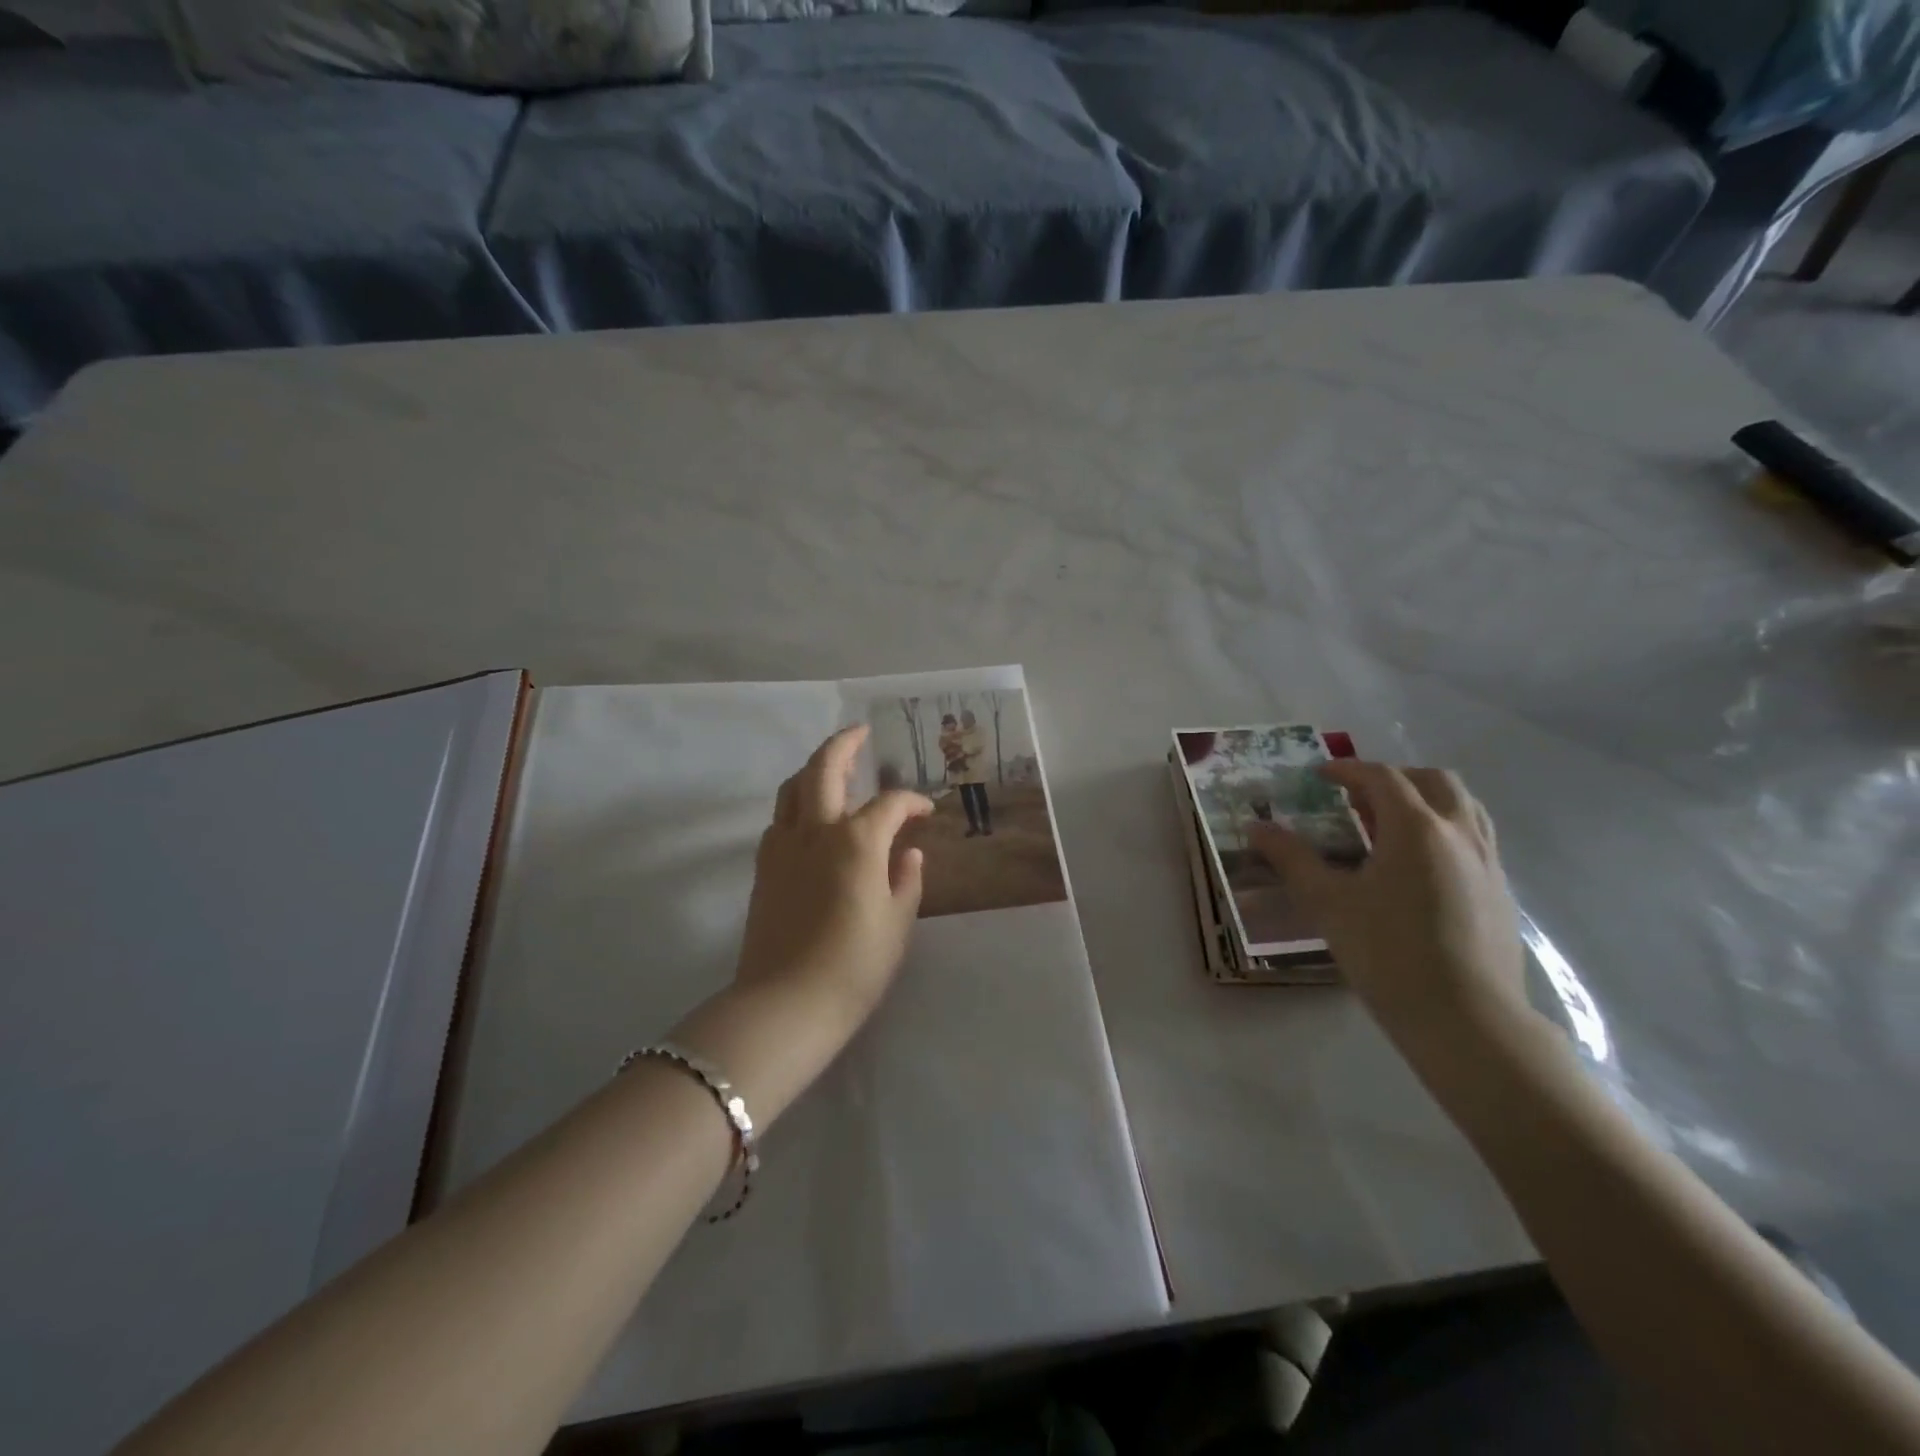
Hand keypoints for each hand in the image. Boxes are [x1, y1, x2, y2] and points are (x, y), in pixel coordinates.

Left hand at [735, 725, 931, 1027]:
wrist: (785, 1004)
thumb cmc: (854, 966)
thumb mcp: (897, 924)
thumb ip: (906, 880)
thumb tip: (907, 853)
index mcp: (856, 841)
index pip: (889, 804)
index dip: (911, 802)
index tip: (925, 811)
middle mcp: (816, 831)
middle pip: (824, 769)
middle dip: (844, 744)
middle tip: (860, 733)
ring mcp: (783, 846)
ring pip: (792, 788)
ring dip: (813, 770)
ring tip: (832, 769)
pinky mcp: (764, 867)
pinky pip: (780, 819)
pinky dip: (796, 805)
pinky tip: (810, 819)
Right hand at [1252, 763, 1530, 1056]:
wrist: (1467, 1020)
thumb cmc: (1387, 952)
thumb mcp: (1326, 903)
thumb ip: (1291, 858)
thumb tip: (1256, 827)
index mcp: (1416, 828)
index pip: (1382, 778)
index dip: (1348, 770)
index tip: (1320, 775)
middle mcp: (1459, 833)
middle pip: (1434, 781)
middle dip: (1394, 778)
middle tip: (1359, 796)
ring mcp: (1489, 863)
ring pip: (1464, 807)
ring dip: (1427, 800)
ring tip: (1392, 825)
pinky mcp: (1502, 893)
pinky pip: (1475, 840)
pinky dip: (1445, 832)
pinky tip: (1420, 869)